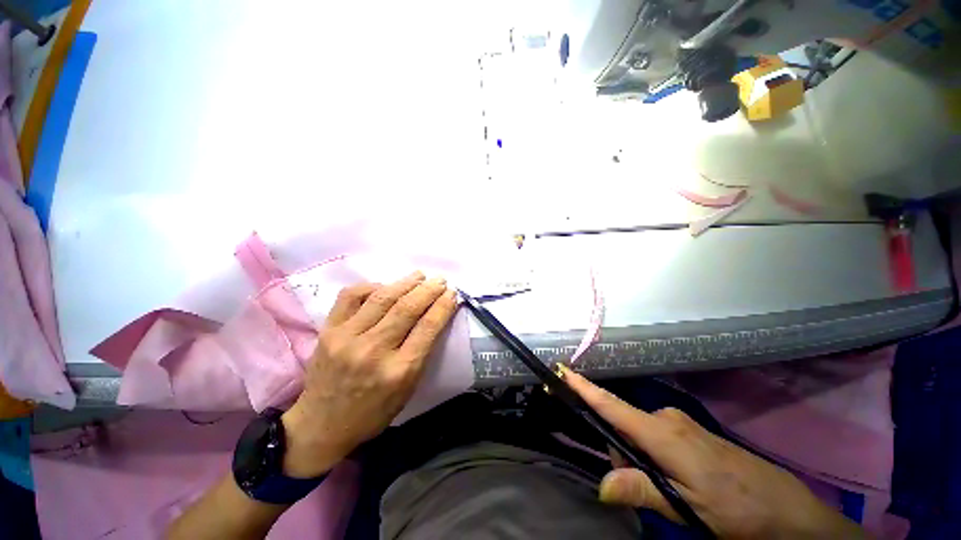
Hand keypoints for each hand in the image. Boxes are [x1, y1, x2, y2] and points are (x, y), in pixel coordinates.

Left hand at [281, 272, 457, 477]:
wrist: (324, 422)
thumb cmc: (370, 416)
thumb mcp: (404, 397)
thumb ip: (416, 361)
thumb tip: (427, 325)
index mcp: (399, 373)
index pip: (426, 330)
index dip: (442, 308)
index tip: (452, 295)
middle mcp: (374, 351)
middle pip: (406, 309)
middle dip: (427, 290)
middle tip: (439, 280)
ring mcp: (348, 338)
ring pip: (381, 299)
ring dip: (403, 284)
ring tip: (418, 276)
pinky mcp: (329, 331)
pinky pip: (350, 297)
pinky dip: (369, 287)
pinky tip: (381, 286)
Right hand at [561, 367, 865, 538]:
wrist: (776, 506)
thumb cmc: (733, 506)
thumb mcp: (686, 505)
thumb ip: (644, 490)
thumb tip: (601, 480)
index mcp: (671, 439)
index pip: (620, 411)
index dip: (590, 393)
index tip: (562, 373)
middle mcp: (678, 427)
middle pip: (626, 428)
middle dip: (617, 455)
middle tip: (634, 491)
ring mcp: (691, 433)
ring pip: (643, 439)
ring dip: (636, 464)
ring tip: (659, 495)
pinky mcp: (699, 443)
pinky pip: (661, 444)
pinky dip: (651, 462)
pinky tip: (669, 486)